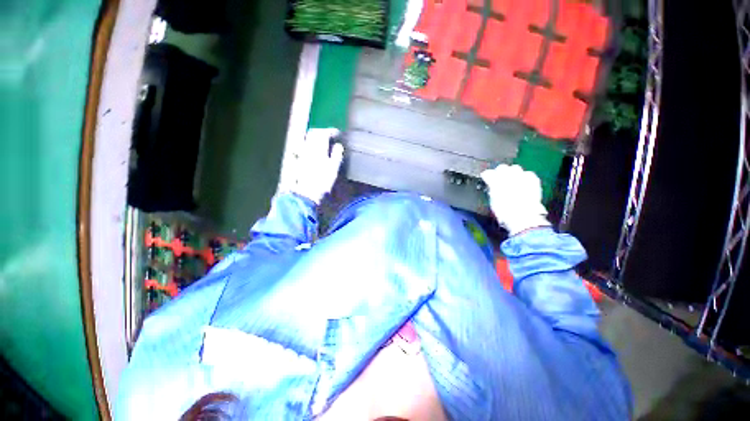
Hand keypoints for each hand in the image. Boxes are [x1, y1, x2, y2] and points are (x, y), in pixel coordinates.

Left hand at [289, 128, 343, 203]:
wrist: (307, 193)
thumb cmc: (323, 182)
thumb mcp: (333, 168)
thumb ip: (336, 155)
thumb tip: (338, 145)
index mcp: (318, 149)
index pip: (324, 134)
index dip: (331, 131)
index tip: (338, 133)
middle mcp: (308, 148)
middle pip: (313, 133)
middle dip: (322, 131)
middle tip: (330, 135)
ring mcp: (302, 153)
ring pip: (307, 139)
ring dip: (315, 137)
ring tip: (322, 141)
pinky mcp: (299, 160)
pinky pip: (303, 146)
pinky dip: (309, 144)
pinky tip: (313, 150)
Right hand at [480, 164, 550, 234]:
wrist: (522, 217)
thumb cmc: (504, 212)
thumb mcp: (493, 201)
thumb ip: (492, 190)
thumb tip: (492, 186)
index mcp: (494, 182)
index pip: (488, 173)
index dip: (487, 175)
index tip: (486, 178)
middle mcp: (507, 176)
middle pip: (502, 167)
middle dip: (500, 172)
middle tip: (499, 178)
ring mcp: (521, 177)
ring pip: (515, 168)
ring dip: (512, 172)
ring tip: (512, 179)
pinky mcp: (533, 180)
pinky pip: (528, 173)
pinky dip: (525, 176)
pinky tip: (523, 182)